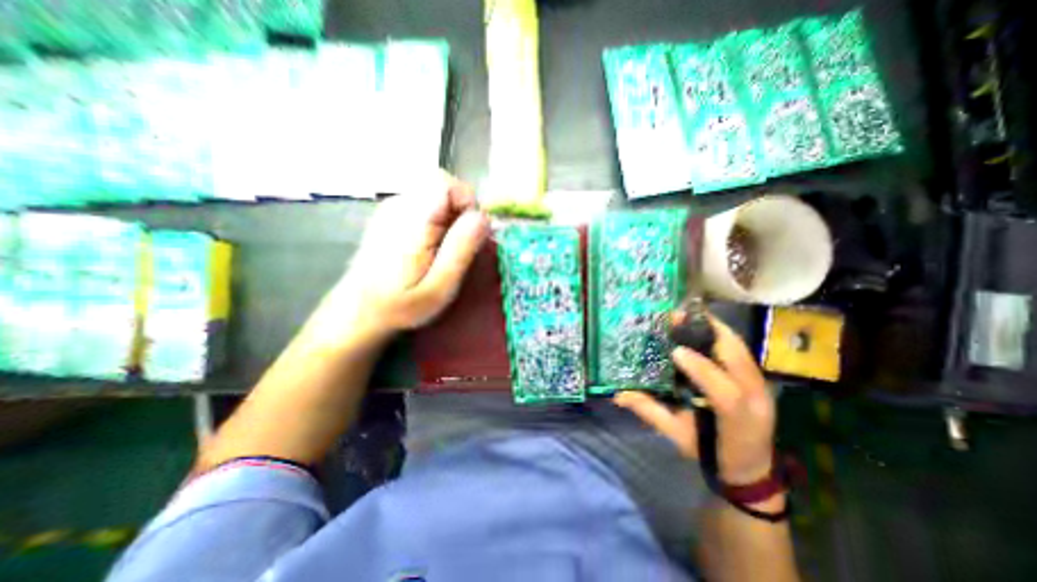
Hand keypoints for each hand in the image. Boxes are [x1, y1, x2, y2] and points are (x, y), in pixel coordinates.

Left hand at [313, 171, 489, 352]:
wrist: (358, 310)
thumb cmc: (401, 305)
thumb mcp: (439, 287)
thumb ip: (461, 249)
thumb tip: (483, 217)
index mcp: (412, 220)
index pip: (446, 183)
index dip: (467, 203)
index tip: (470, 234)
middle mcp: (398, 205)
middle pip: (441, 185)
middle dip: (460, 210)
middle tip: (458, 244)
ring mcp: (391, 207)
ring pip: (434, 193)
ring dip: (449, 216)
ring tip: (444, 247)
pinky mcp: (390, 214)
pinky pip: (424, 202)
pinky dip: (436, 218)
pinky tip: (430, 244)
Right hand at [609, 317, 772, 483]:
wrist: (751, 467)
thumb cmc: (711, 453)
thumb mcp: (678, 435)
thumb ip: (650, 412)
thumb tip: (618, 396)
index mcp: (737, 422)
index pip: (726, 394)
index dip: (702, 370)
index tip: (675, 351)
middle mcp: (756, 400)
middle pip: (741, 361)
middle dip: (708, 333)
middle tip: (677, 318)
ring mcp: (761, 387)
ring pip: (742, 350)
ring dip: (713, 328)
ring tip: (686, 316)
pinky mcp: (758, 378)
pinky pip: (741, 350)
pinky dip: (721, 334)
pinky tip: (701, 326)